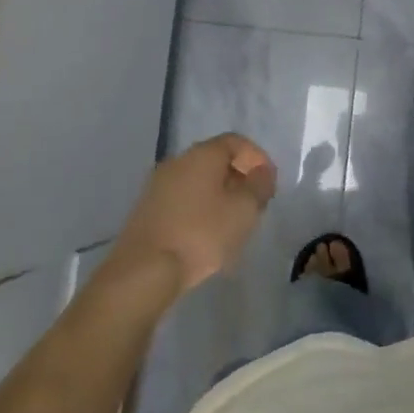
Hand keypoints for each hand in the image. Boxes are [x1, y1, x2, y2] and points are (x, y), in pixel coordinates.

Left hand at [109, 134, 276, 294]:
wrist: (144, 270)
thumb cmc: (201, 234)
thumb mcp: (243, 210)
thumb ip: (259, 185)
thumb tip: (262, 171)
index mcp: (202, 154)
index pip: (235, 142)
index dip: (257, 158)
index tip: (268, 184)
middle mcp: (177, 161)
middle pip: (215, 159)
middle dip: (239, 178)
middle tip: (254, 204)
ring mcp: (158, 184)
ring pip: (198, 180)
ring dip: (219, 195)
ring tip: (233, 223)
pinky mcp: (147, 208)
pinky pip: (182, 198)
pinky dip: (200, 208)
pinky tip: (206, 234)